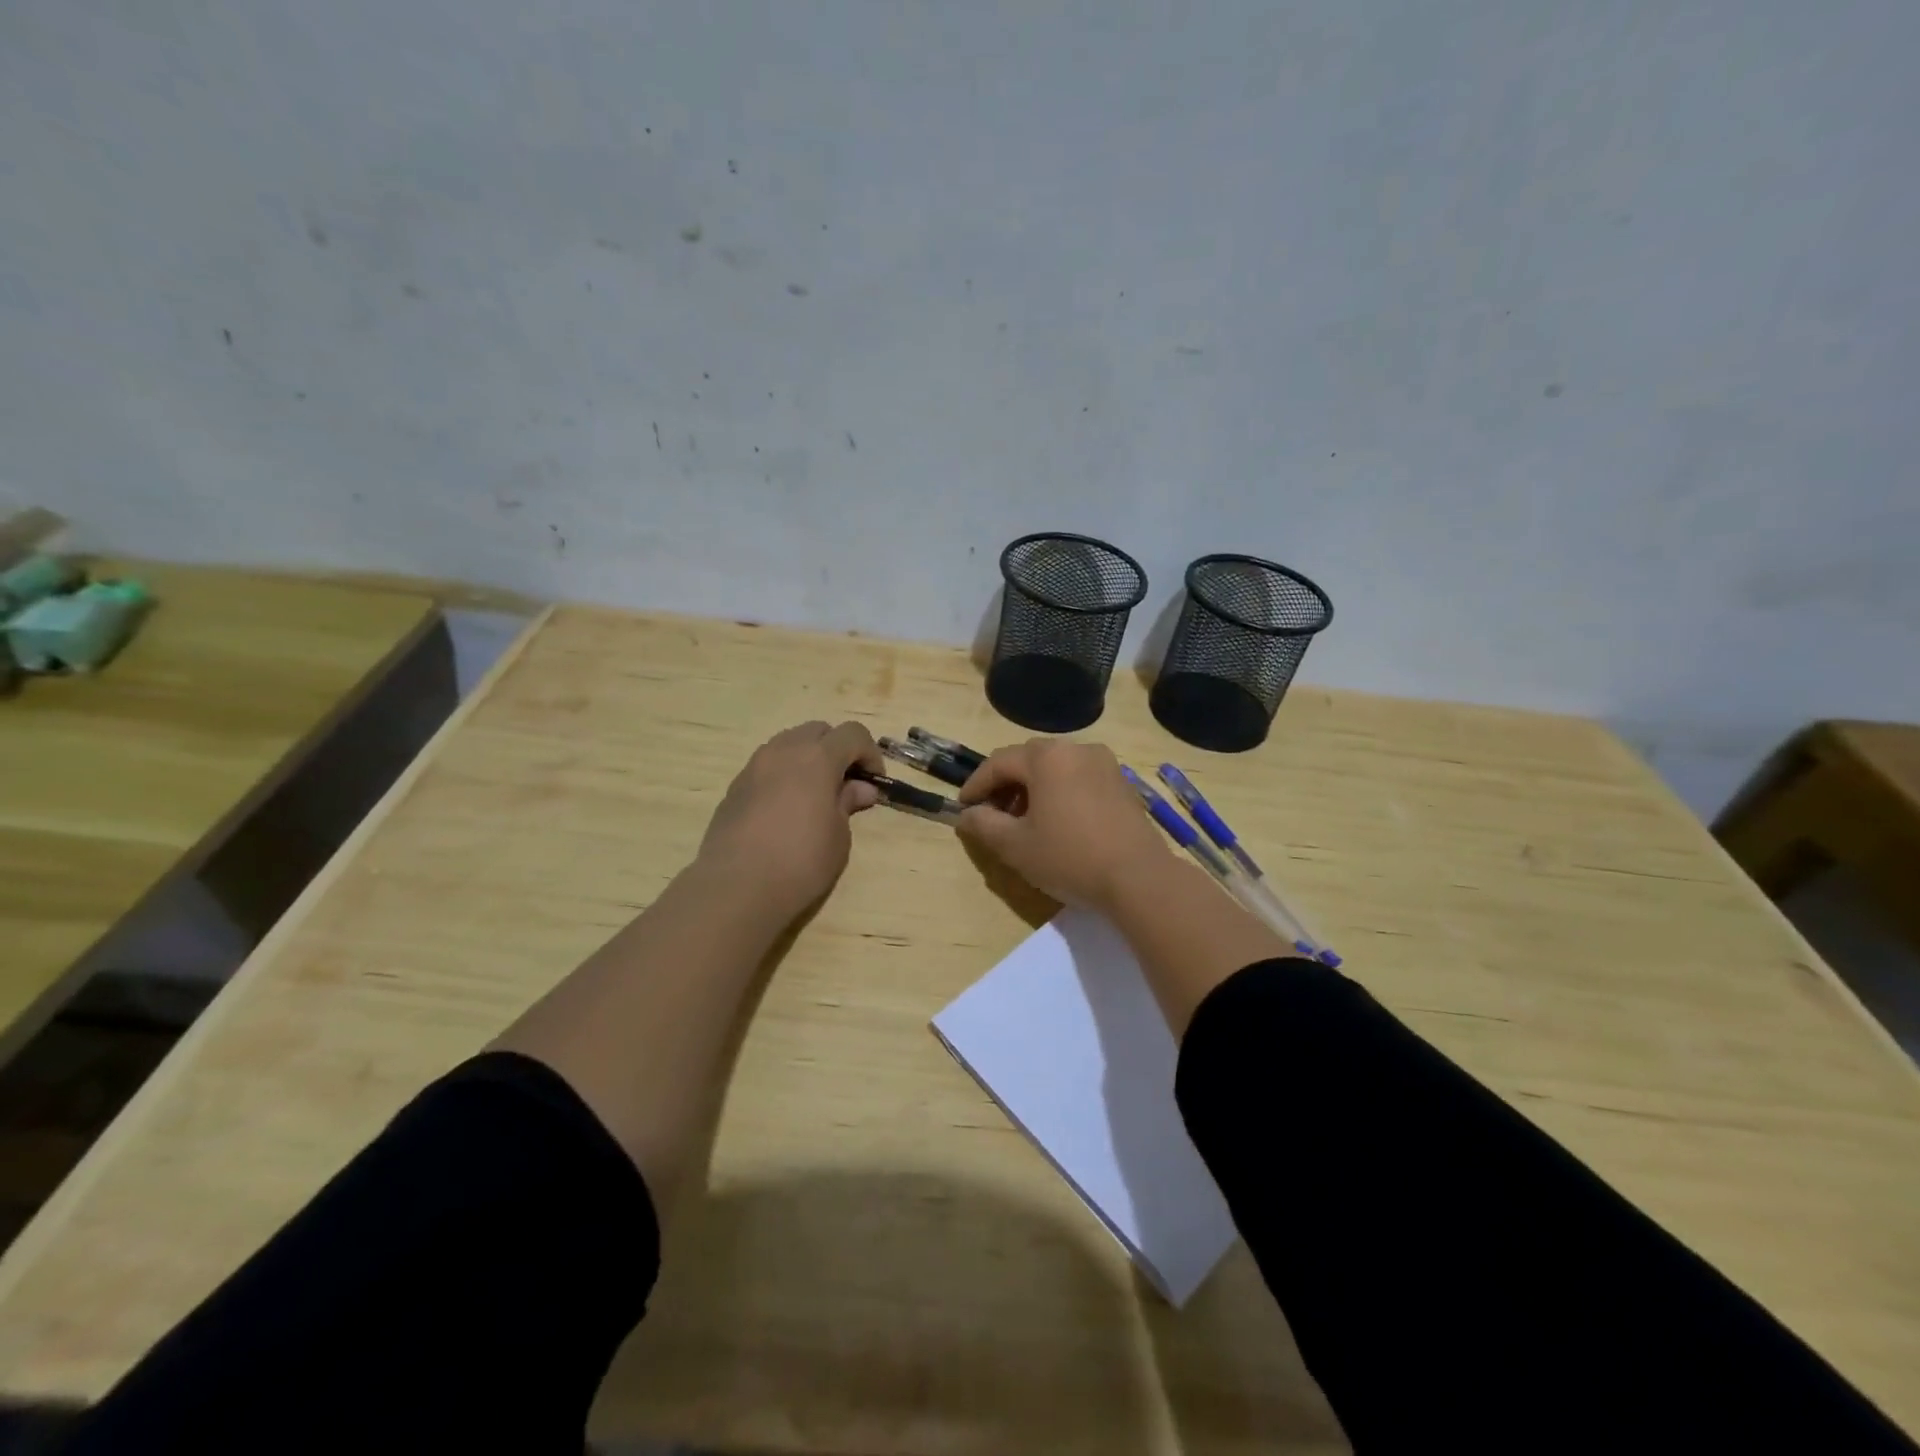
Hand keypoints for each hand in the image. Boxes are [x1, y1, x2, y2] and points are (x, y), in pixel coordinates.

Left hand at [698, 720, 883, 920]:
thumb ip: (848, 803)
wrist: (736, 888)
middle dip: (837, 749)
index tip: (874, 782)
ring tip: (815, 796)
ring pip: (788, 744)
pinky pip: (767, 767)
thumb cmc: (800, 861)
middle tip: (845, 784)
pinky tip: (787, 810)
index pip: (852, 734)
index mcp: (817, 757)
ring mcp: (754, 767)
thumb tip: (860, 788)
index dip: (869, 753)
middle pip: (817, 731)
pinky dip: (784, 775)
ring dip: (808, 759)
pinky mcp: (735, 787)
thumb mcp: (838, 836)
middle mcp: (783, 751)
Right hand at [955, 738, 1170, 911]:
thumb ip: (983, 825)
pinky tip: (1057, 823)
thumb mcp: (1015, 846)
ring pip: (1055, 769)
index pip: (999, 762)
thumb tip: (967, 815)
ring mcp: (1104, 764)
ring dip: (1033, 789)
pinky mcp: (1122, 784)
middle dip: (1005, 785)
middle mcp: (1076, 749)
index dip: (976, 784)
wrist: (1138, 878)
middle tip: (992, 815)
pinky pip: (1079, 779)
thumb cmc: (1070, 857)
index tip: (963, 807)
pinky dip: (1059, 793)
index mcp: (1047, 757)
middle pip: (1028, 760)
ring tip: (1024, 823)